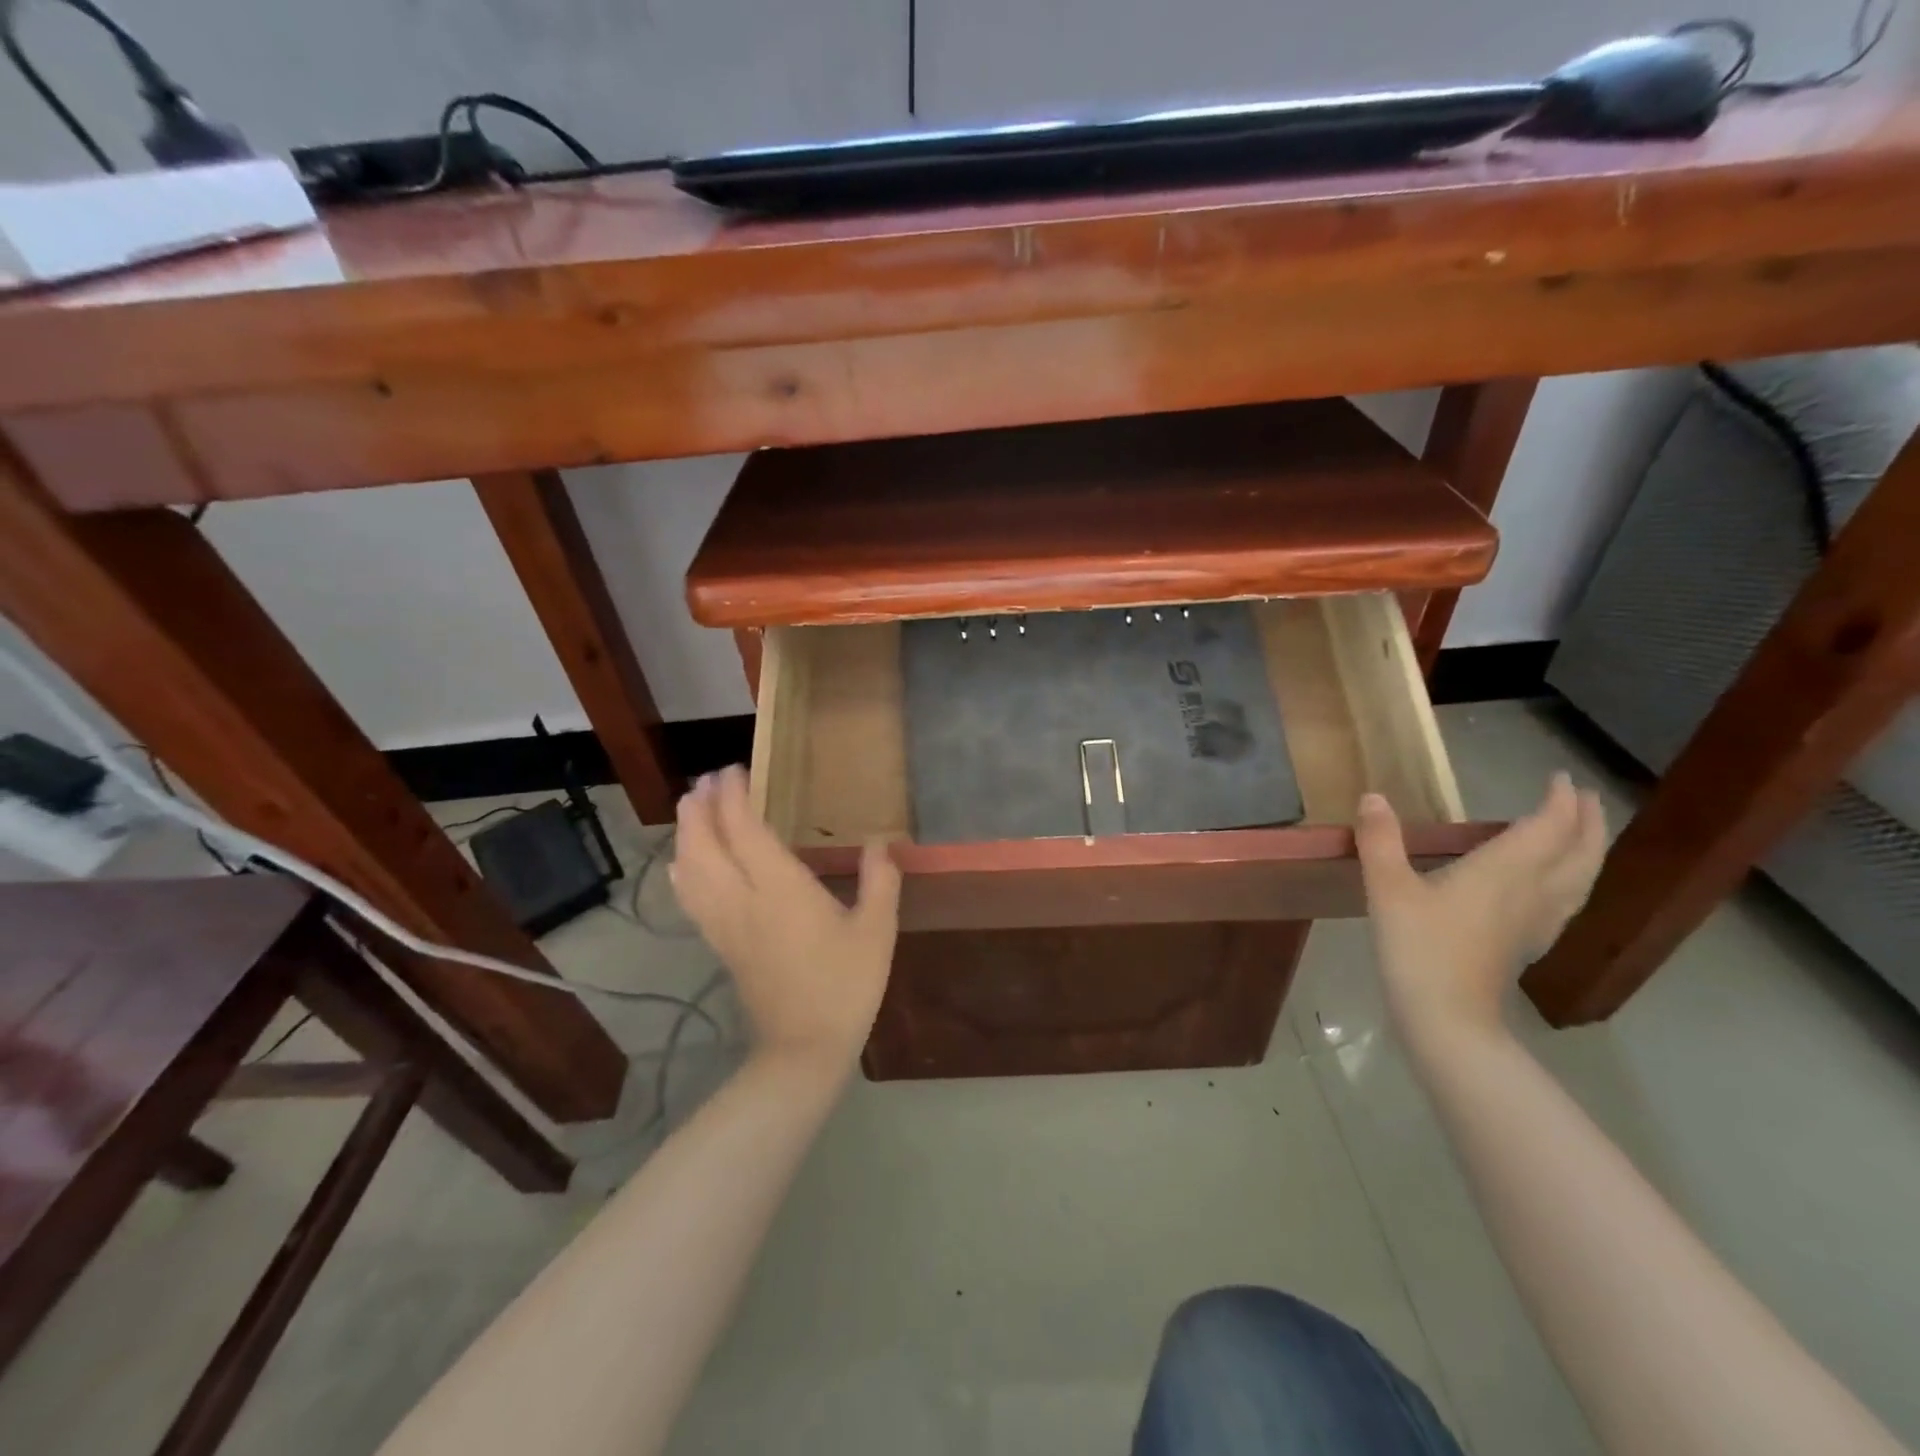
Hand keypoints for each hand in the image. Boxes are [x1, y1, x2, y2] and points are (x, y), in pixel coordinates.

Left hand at [669, 766, 900, 1067]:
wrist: (804, 1048)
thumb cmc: (846, 985)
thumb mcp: (877, 931)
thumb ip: (880, 881)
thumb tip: (881, 842)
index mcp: (780, 889)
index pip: (743, 831)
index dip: (733, 797)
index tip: (733, 770)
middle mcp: (742, 900)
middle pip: (704, 844)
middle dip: (700, 808)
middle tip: (707, 781)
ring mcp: (725, 924)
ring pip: (690, 870)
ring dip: (686, 834)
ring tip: (692, 810)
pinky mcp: (720, 945)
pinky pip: (690, 898)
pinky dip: (682, 871)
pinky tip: (683, 864)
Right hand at [1355, 772, 1605, 1042]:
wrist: (1446, 1018)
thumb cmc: (1418, 948)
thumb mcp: (1387, 889)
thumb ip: (1380, 841)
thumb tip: (1372, 797)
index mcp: (1503, 873)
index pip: (1546, 829)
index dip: (1557, 801)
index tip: (1559, 777)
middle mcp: (1531, 893)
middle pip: (1577, 854)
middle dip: (1586, 823)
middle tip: (1583, 798)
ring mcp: (1535, 924)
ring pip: (1580, 881)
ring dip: (1589, 852)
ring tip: (1584, 835)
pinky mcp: (1526, 946)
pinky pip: (1566, 905)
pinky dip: (1573, 884)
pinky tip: (1559, 890)